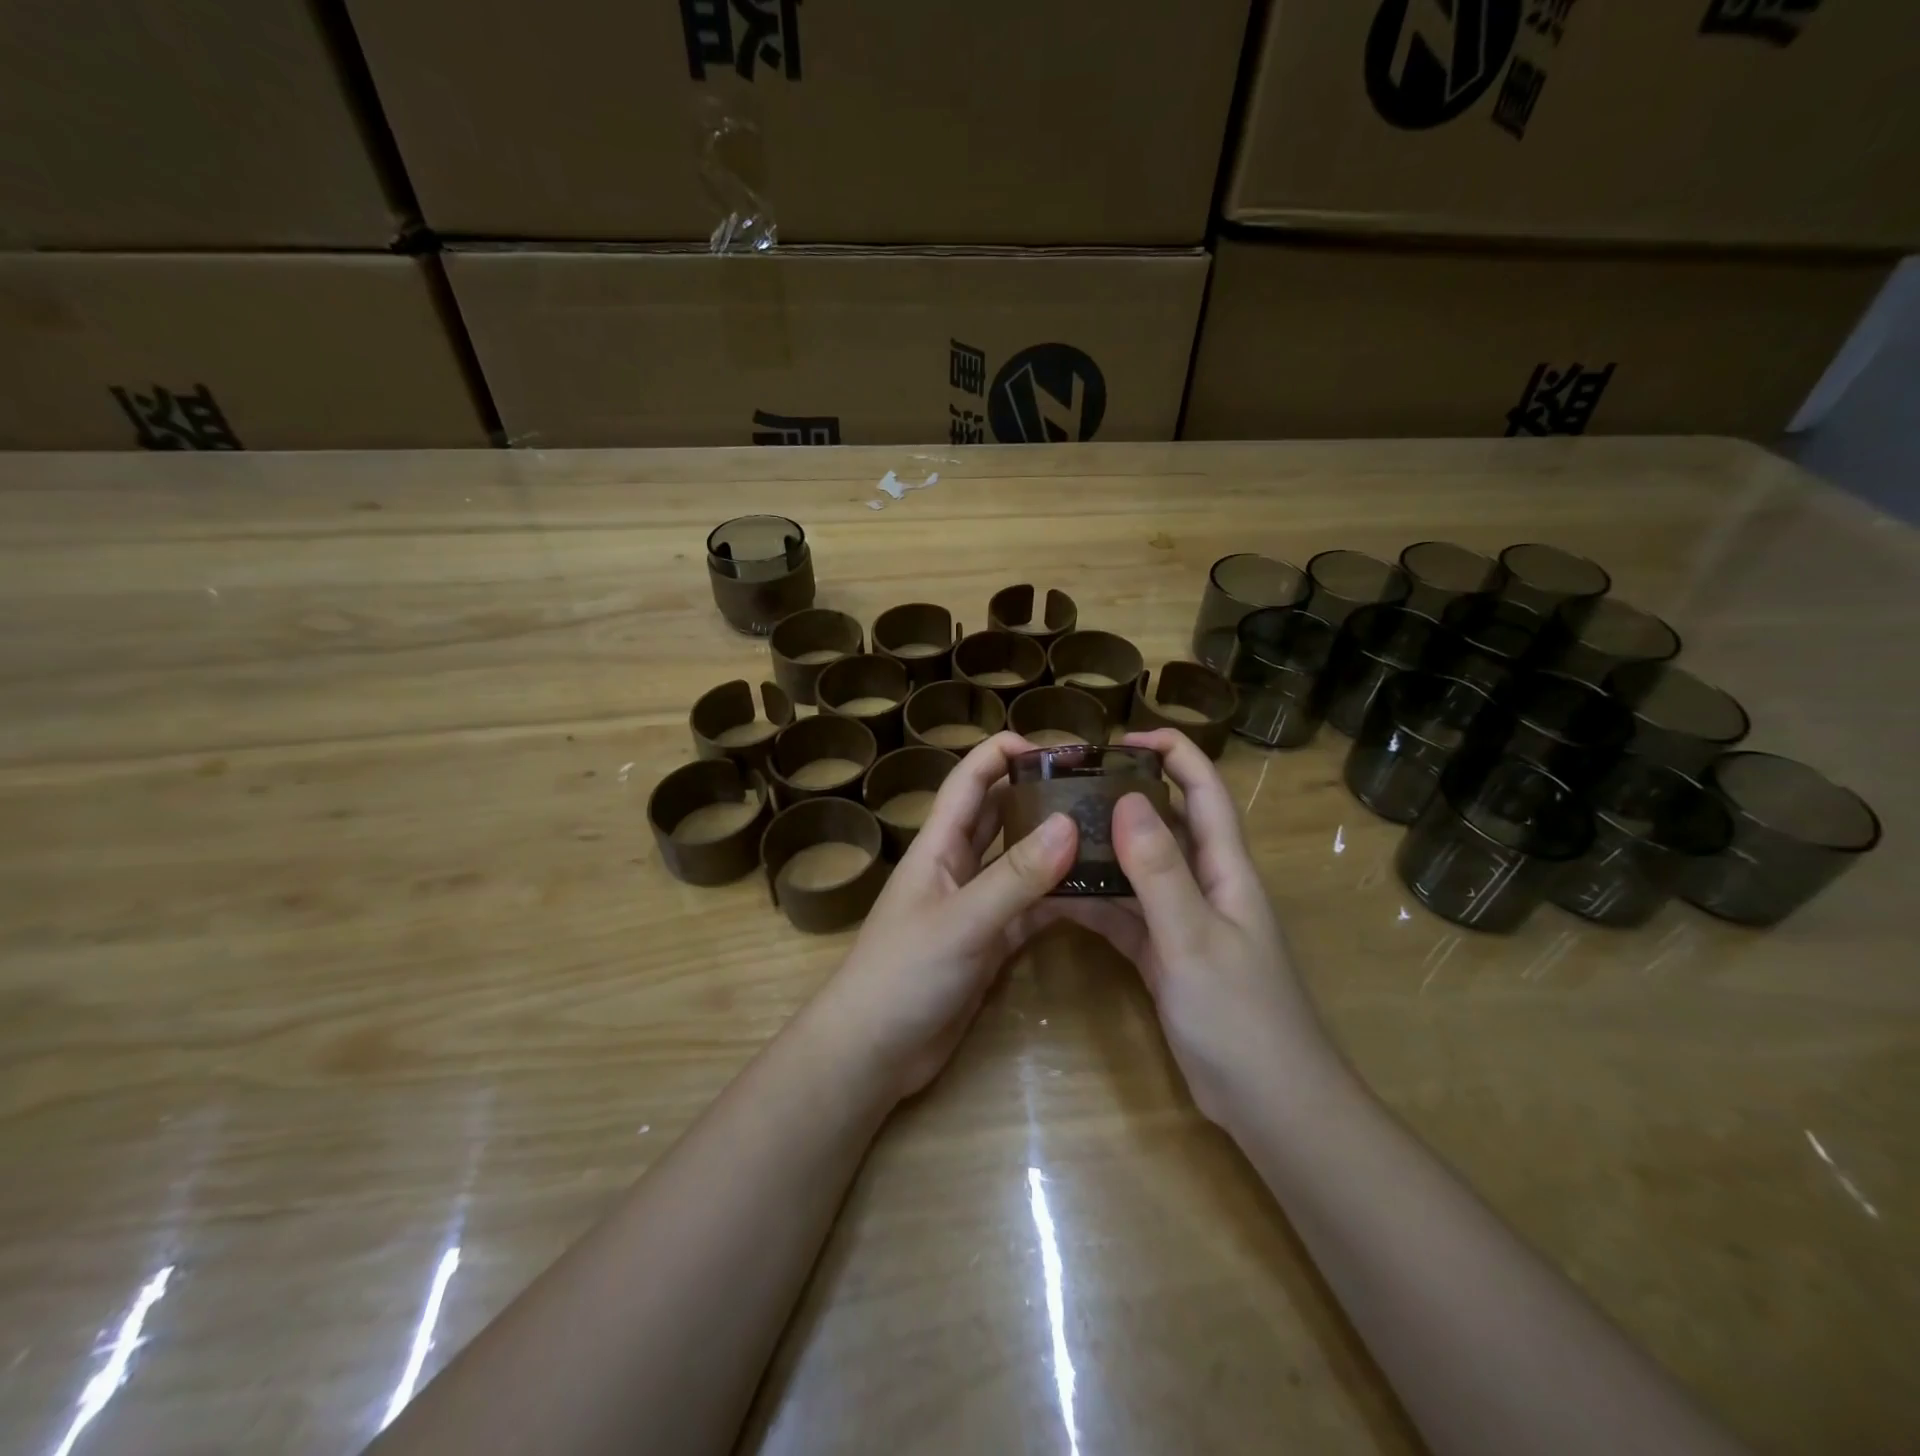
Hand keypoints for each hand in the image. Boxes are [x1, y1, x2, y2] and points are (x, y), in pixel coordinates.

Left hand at [820, 732, 1077, 1100]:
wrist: (874, 1051)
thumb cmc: (904, 974)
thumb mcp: (963, 921)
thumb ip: (1015, 876)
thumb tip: (1069, 822)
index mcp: (939, 846)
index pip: (970, 779)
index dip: (1004, 752)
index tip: (1057, 747)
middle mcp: (957, 866)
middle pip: (998, 814)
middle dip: (1037, 794)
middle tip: (1094, 786)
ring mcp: (975, 906)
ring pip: (1018, 862)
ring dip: (1052, 846)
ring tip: (1105, 831)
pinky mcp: (989, 942)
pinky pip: (1029, 909)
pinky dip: (1057, 898)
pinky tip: (1095, 892)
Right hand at [1060, 729, 1340, 1130]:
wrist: (1272, 1107)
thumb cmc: (1241, 1016)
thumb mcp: (1194, 938)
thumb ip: (1160, 870)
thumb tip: (1126, 798)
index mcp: (1226, 869)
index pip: (1204, 790)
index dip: (1171, 753)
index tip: (1119, 738)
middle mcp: (1206, 885)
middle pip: (1166, 823)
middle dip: (1124, 795)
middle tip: (1068, 785)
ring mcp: (1185, 922)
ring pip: (1140, 870)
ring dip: (1102, 851)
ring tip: (1051, 833)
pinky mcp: (1166, 956)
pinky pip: (1126, 915)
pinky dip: (1096, 903)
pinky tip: (1056, 896)